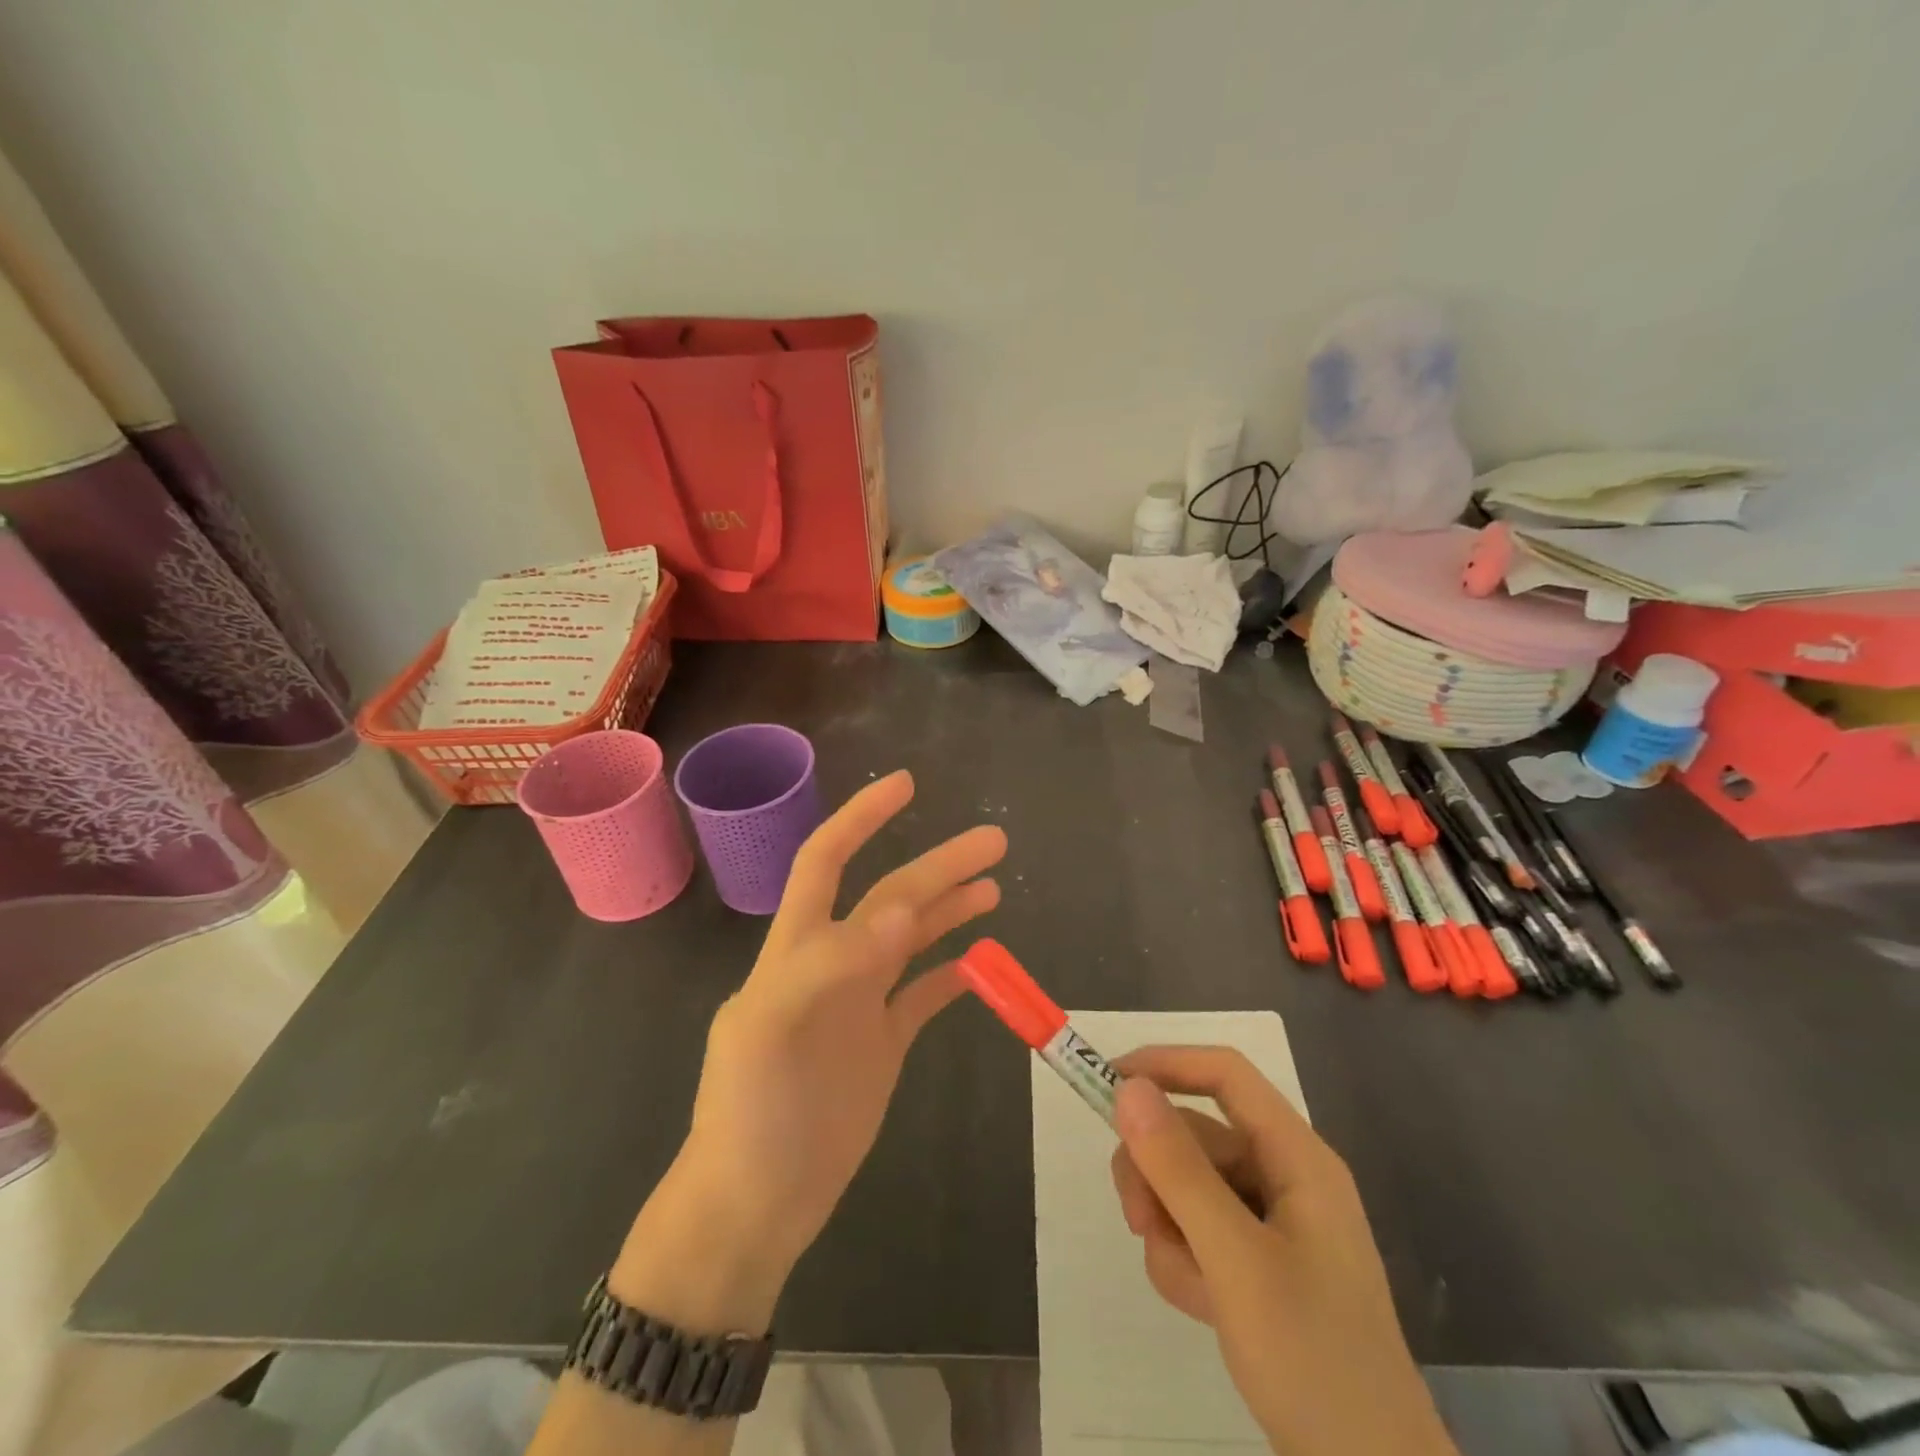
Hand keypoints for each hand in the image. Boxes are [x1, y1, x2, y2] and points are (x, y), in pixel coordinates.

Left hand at [613, 770, 1004, 1331]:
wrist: (755, 1204)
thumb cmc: (752, 1113)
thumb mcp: (772, 1031)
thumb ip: (831, 966)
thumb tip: (899, 911)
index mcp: (797, 949)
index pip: (826, 861)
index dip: (862, 819)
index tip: (906, 785)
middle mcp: (831, 963)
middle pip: (891, 897)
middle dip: (939, 864)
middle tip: (994, 840)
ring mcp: (859, 1003)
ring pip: (911, 938)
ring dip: (949, 907)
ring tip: (993, 884)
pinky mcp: (881, 1044)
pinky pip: (922, 995)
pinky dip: (951, 972)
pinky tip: (981, 960)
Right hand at [1109, 1047, 1457, 1455]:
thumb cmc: (1313, 1361)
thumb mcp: (1235, 1261)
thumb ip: (1179, 1171)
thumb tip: (1127, 1087)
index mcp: (1296, 1157)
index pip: (1224, 1073)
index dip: (1165, 1065)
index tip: (1107, 1083)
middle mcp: (1283, 1176)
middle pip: (1194, 1134)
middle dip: (1156, 1174)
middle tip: (1138, 1220)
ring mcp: (1270, 1221)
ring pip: (1186, 1185)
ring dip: (1167, 1226)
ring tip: (1188, 1284)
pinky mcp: (1256, 1261)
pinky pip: (1196, 1230)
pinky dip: (1183, 1259)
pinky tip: (1201, 1306)